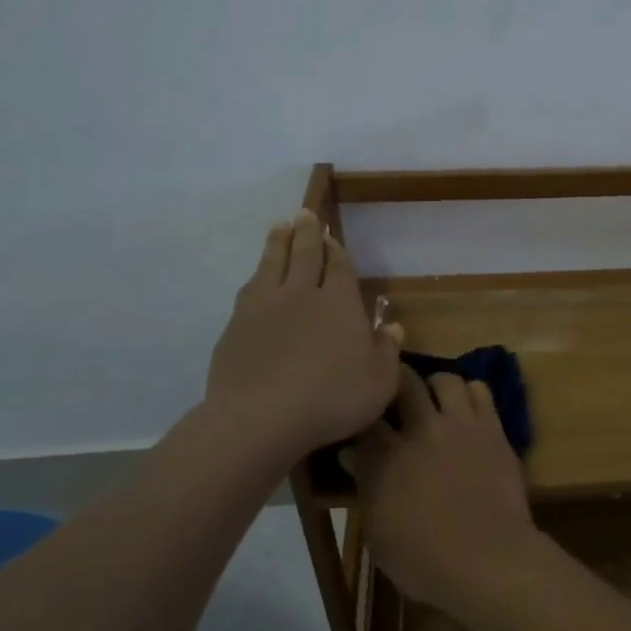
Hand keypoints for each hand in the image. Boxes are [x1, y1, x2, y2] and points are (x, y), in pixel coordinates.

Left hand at [202, 210, 402, 459]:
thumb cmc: (332, 398)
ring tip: (279, 227)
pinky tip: (255, 278)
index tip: (331, 236)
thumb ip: (387, 351)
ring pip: (272, 264)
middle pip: (304, 255)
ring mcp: (264, 307)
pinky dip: (256, 276)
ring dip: (278, 243)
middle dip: (307, 233)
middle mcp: (302, 294)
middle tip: (304, 213)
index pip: (340, 268)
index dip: (337, 251)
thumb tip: (394, 327)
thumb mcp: (379, 381)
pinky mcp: (236, 326)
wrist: (261, 417)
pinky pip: (249, 290)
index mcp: (339, 303)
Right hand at [350, 368, 539, 613]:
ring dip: (435, 386)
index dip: (362, 411)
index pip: (365, 415)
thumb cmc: (424, 560)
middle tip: (396, 399)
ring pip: (445, 378)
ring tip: (434, 402)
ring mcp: (461, 424)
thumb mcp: (379, 532)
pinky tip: (466, 411)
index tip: (361, 418)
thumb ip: (365, 486)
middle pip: (404, 382)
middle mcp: (422, 429)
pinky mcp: (493, 428)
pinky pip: (481, 391)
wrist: (489, 560)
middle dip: (396, 384)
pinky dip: (470, 394)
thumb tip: (350, 454)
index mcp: (385, 456)